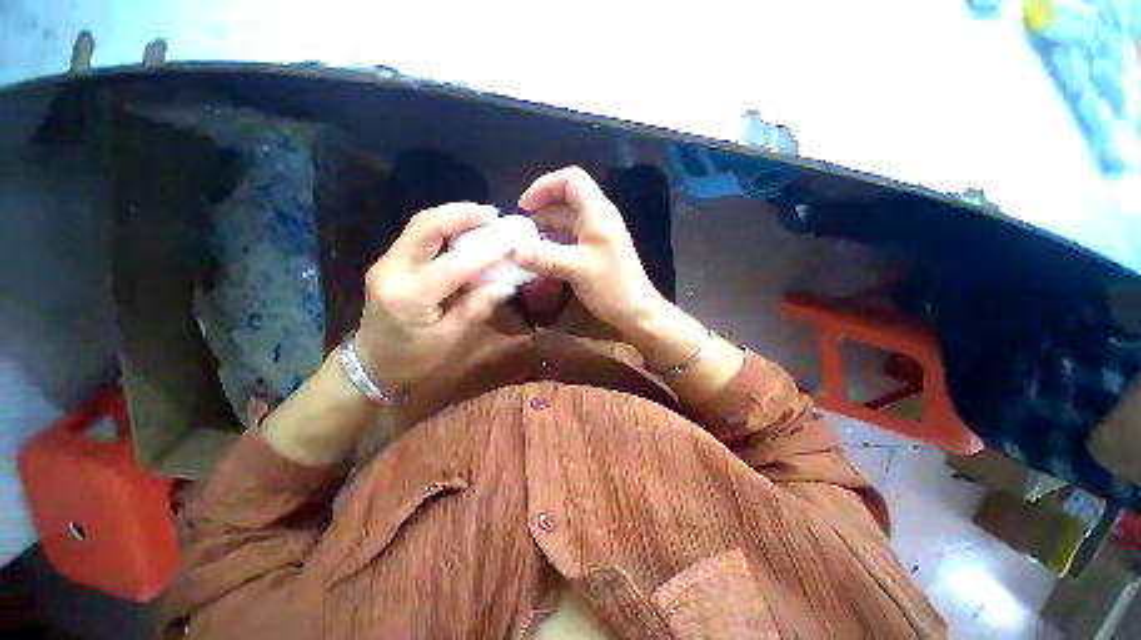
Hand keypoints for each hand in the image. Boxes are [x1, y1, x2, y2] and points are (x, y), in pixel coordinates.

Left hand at [355, 203, 515, 391]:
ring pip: (420, 225)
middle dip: (462, 214)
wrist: (372, 362)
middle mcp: (392, 270)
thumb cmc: (413, 357)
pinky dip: (445, 227)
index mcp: (410, 297)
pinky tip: (464, 230)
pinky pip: (419, 235)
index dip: (487, 250)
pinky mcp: (390, 261)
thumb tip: (507, 284)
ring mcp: (386, 262)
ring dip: (454, 216)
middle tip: (493, 214)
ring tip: (484, 217)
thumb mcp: (451, 338)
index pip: (454, 265)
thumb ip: (478, 306)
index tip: (512, 239)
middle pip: (425, 226)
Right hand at [513, 167, 667, 334]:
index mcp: (597, 212)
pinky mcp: (595, 251)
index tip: (524, 207)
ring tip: (524, 244)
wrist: (636, 311)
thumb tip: (513, 251)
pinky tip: (540, 257)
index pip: (571, 180)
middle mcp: (598, 218)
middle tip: (519, 230)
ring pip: (566, 221)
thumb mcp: (576, 269)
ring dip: (545, 228)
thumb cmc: (612, 286)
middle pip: (566, 200)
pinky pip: (570, 238)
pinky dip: (553, 242)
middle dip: (540, 210)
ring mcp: (597, 235)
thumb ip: (544, 257)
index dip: (545, 186)